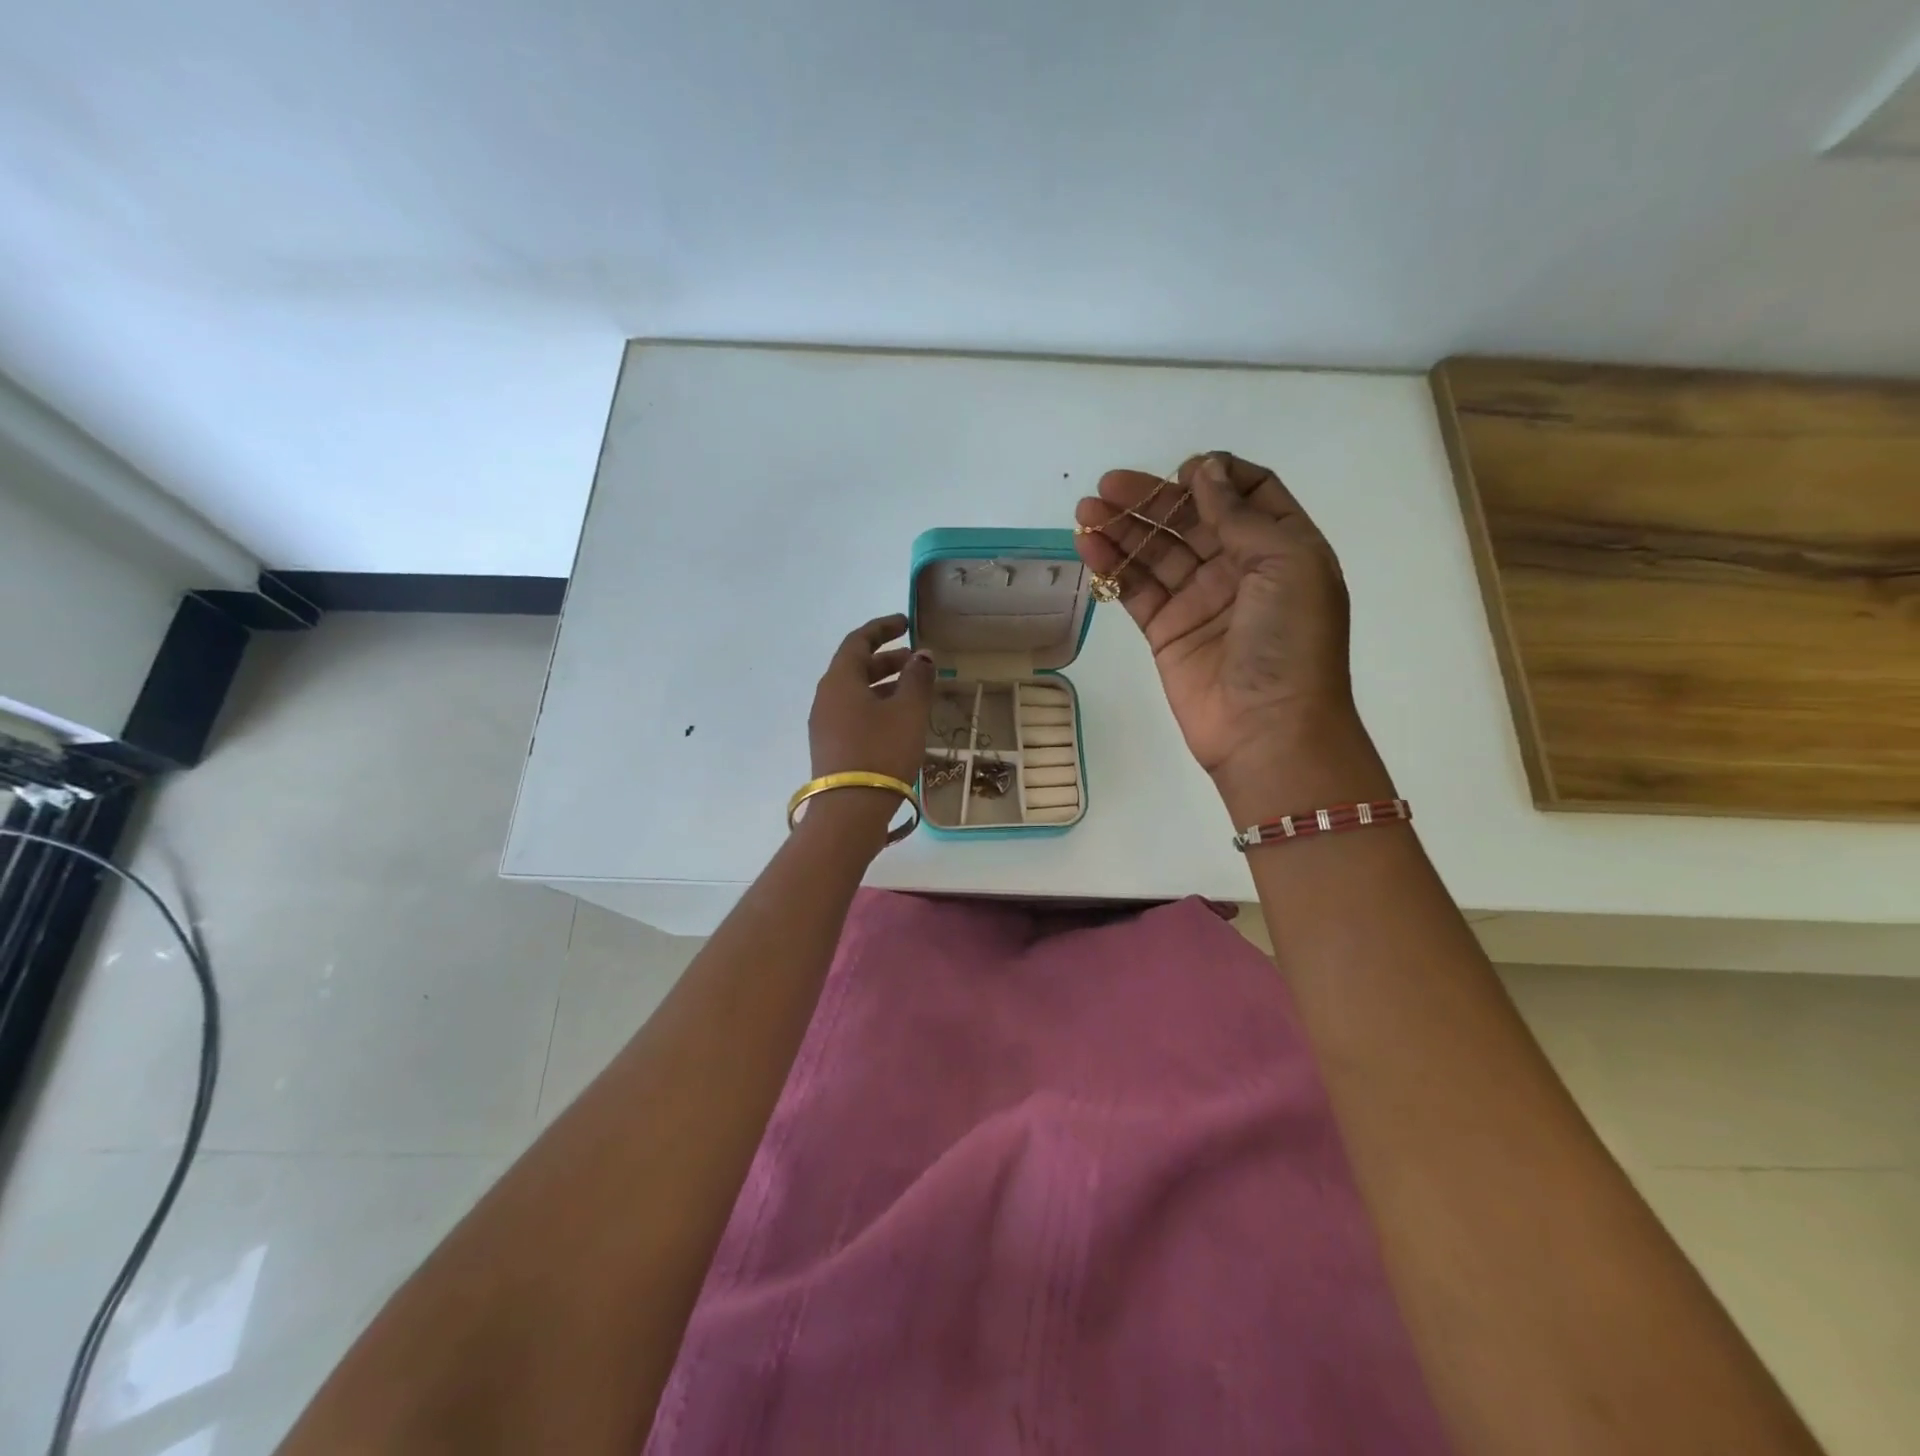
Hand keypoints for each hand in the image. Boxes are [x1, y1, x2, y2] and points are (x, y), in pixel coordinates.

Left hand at [806, 614, 935, 836]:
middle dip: (888, 660)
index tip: (906, 623)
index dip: (883, 628)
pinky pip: (854, 714)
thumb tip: (923, 656)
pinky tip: (900, 721)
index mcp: (839, 680)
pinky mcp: (831, 747)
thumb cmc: (881, 752)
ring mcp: (825, 724)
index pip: (858, 641)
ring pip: (856, 692)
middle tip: (918, 662)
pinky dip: (877, 706)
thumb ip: (917, 679)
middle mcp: (826, 697)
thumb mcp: (908, 712)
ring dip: (884, 685)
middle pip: (856, 667)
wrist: (850, 811)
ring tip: (915, 692)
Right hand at [1073, 452, 1391, 818]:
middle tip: (1109, 486)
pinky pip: (1136, 589)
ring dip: (1123, 528)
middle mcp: (1240, 570)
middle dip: (1152, 499)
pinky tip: (1088, 545)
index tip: (1183, 472)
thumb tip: (1204, 471)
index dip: (1216, 477)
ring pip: (1157, 552)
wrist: (1269, 730)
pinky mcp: (1166, 631)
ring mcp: (1200, 601)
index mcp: (1282, 548)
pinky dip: (1113, 566)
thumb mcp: (1286, 562)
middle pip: (1191, 520)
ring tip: (1086, 510)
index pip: (1248, 495)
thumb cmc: (1291, 642)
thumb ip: (1240, 516)